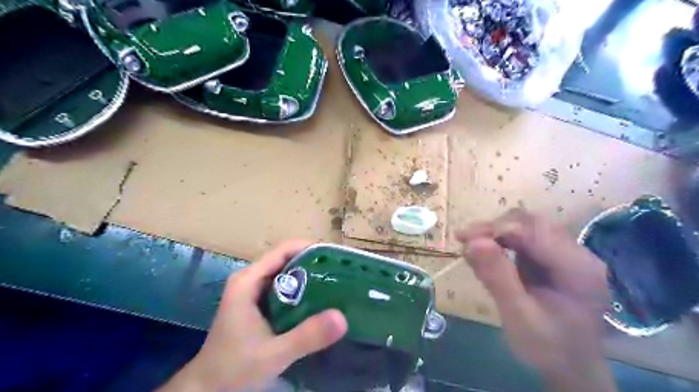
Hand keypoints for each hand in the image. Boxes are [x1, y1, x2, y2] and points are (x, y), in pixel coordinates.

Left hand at [155, 240, 345, 389]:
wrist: (207, 389)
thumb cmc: (234, 369)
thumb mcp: (274, 354)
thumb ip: (307, 336)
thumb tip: (342, 317)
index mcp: (248, 280)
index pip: (284, 249)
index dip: (310, 248)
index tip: (336, 257)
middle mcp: (250, 279)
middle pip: (286, 258)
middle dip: (314, 262)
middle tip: (341, 272)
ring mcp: (252, 290)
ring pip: (286, 272)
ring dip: (309, 275)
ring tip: (335, 283)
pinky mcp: (256, 303)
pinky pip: (283, 287)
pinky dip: (301, 289)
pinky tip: (318, 301)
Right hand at [456, 211, 613, 391]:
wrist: (570, 368)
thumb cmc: (548, 348)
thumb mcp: (519, 316)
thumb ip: (497, 277)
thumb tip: (472, 242)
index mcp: (578, 268)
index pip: (534, 230)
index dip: (496, 229)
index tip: (463, 238)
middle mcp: (577, 254)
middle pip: (531, 223)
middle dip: (494, 229)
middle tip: (465, 242)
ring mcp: (566, 254)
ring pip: (526, 227)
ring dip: (496, 234)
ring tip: (471, 248)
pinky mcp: (553, 258)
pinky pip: (524, 239)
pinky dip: (501, 242)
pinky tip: (487, 255)